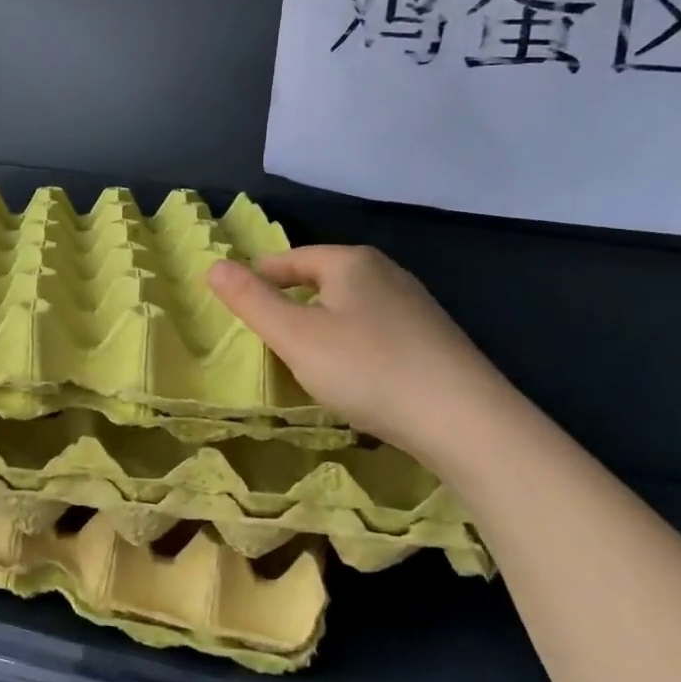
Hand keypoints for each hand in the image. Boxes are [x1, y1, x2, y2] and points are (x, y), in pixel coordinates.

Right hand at [206, 246, 505, 458]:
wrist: (467, 422)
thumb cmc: (368, 369)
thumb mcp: (295, 336)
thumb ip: (250, 300)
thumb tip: (213, 265)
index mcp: (350, 262)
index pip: (287, 259)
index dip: (257, 279)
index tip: (237, 307)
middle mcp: (385, 272)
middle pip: (320, 279)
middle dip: (290, 301)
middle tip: (267, 335)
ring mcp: (415, 304)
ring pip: (349, 304)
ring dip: (321, 323)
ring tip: (304, 356)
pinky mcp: (433, 337)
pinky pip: (374, 328)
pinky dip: (352, 342)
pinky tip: (354, 373)